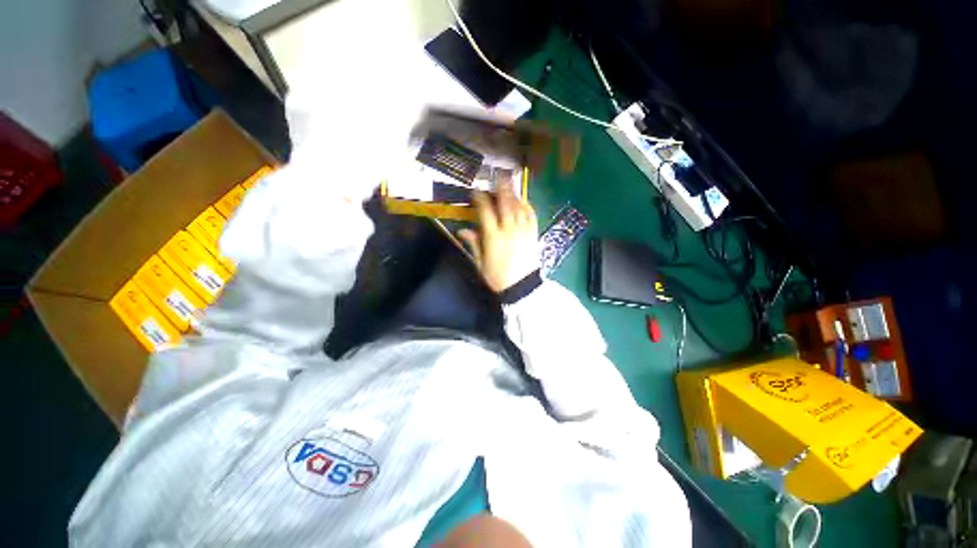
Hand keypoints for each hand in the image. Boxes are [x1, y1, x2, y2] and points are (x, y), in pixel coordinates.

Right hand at [459, 183, 539, 292]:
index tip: (476, 192)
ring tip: (510, 185)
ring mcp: (523, 231)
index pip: (486, 212)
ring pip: (518, 208)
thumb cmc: (498, 277)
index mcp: (493, 237)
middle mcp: (509, 230)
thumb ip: (474, 244)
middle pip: (505, 204)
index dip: (480, 199)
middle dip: (501, 189)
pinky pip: (531, 216)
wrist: (522, 286)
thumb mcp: (481, 263)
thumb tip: (462, 230)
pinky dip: (527, 207)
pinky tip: (524, 201)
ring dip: (514, 195)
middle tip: (498, 177)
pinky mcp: (533, 235)